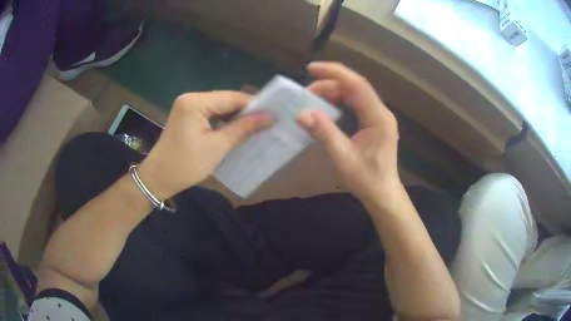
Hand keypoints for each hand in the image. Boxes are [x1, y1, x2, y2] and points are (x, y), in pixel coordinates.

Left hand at [138, 91, 271, 198]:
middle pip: (226, 100)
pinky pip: (211, 114)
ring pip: (220, 107)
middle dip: (246, 111)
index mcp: (196, 102)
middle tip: (268, 122)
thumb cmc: (186, 165)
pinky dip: (224, 121)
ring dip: (236, 117)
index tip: (274, 114)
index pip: (232, 97)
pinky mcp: (187, 116)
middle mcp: (191, 98)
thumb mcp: (217, 147)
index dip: (254, 105)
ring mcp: (188, 106)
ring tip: (256, 127)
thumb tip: (270, 117)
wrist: (158, 178)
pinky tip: (237, 129)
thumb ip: (243, 128)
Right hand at [298, 62, 400, 199]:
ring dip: (333, 92)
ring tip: (312, 98)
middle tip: (306, 92)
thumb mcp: (343, 158)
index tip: (311, 68)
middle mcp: (381, 113)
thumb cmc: (366, 179)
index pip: (357, 85)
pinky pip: (356, 104)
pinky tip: (326, 107)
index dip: (335, 73)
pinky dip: (339, 101)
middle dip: (330, 84)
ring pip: (355, 95)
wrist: (383, 194)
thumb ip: (324, 134)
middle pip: (355, 87)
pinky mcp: (374, 123)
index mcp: (379, 118)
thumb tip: (301, 113)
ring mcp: (379, 117)